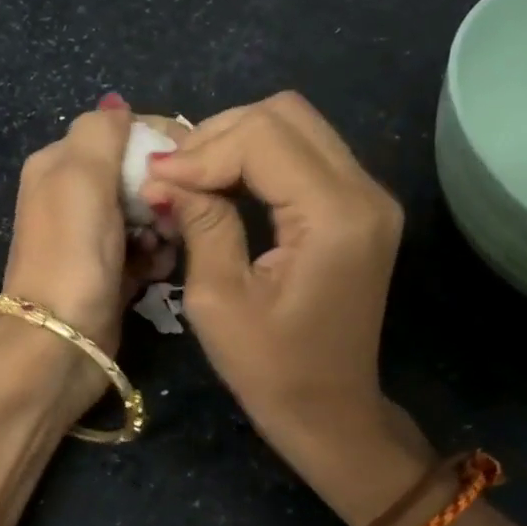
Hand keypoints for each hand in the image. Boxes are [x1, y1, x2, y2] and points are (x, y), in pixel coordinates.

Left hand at [0, 97, 174, 401]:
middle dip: (164, 190)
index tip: (194, 161)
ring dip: (165, 227)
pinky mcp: (109, 273)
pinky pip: (145, 251)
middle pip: (138, 173)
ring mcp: (91, 238)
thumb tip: (117, 105)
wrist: (60, 342)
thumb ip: (101, 132)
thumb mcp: (81, 176)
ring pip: (147, 213)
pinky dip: (156, 257)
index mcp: (59, 164)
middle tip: (171, 215)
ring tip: (163, 248)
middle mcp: (72, 196)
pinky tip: (157, 272)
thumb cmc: (73, 253)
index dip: (160, 141)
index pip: (120, 132)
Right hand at [140, 92, 410, 492]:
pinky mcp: (360, 208)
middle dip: (220, 135)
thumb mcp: (218, 300)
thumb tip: (165, 174)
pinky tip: (224, 184)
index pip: (263, 138)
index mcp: (334, 216)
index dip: (202, 150)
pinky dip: (260, 159)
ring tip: (192, 177)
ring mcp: (369, 197)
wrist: (330, 412)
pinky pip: (307, 154)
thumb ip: (200, 223)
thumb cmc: (271, 370)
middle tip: (174, 175)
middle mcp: (365, 192)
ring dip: (238, 141)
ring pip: (296, 126)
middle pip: (285, 114)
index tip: (157, 180)